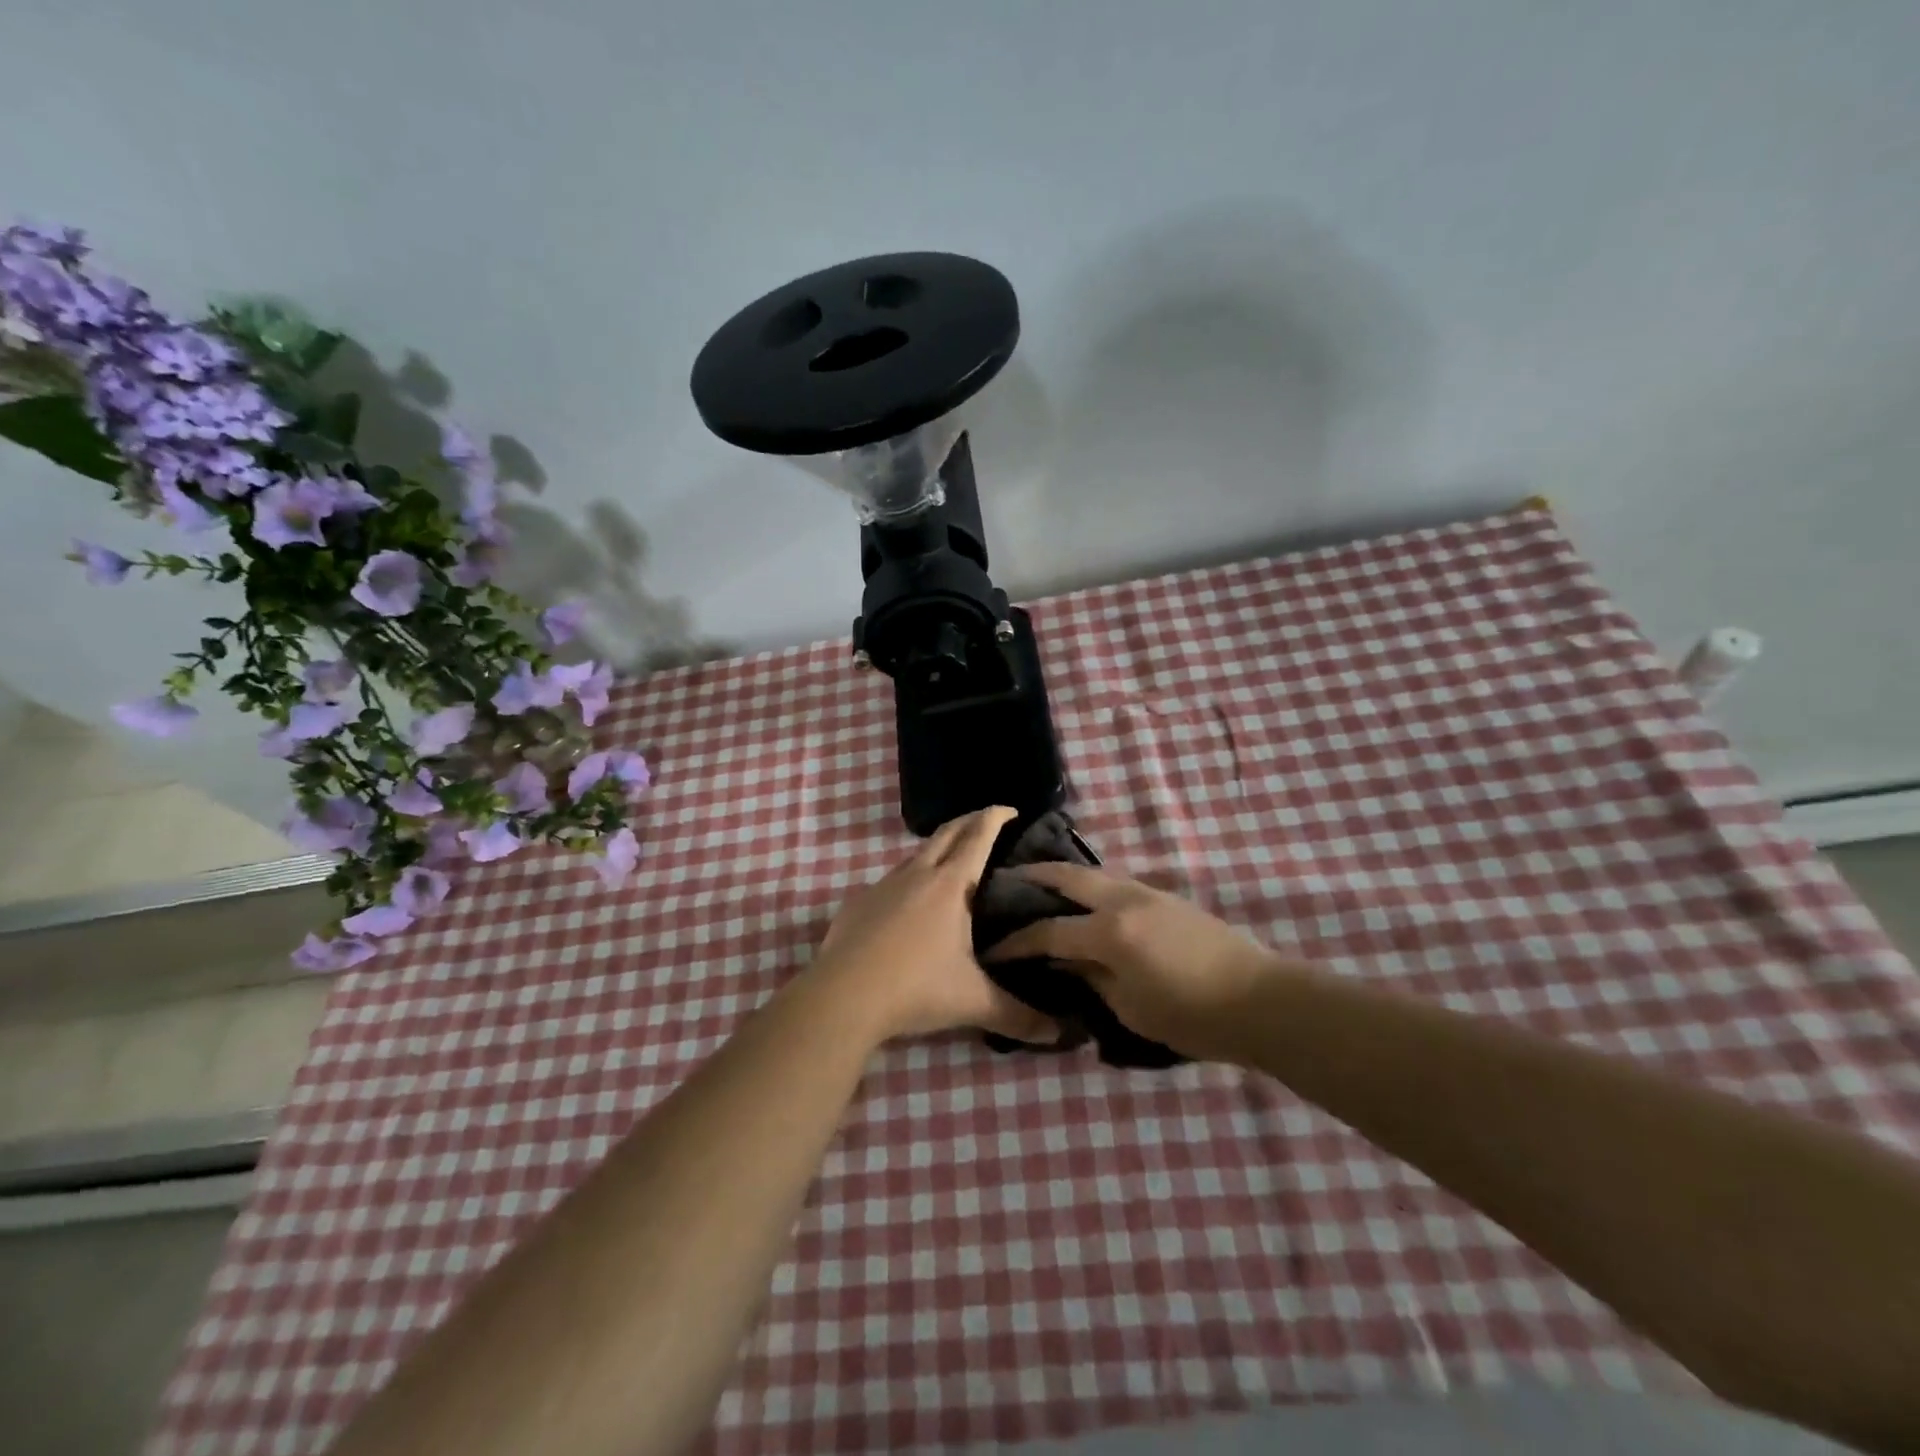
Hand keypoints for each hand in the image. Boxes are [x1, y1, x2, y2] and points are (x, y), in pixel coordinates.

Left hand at [807, 806, 1057, 1045]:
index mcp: (951, 886)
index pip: (977, 837)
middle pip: (946, 833)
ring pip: (916, 855)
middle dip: (968, 821)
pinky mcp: (858, 903)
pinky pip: (890, 881)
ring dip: (937, 850)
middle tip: (986, 822)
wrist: (843, 996)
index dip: (995, 818)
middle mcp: (916, 875)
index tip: (1010, 809)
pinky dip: (909, 879)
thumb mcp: (973, 1002)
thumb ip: (1019, 1016)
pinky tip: (909, 904)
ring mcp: (883, 886)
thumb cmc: (916, 989)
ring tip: (952, 864)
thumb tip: (1058, 1034)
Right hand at [983, 863, 1295, 1061]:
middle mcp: (1123, 900)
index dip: (1017, 940)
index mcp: (1109, 932)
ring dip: (1064, 876)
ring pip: (1094, 872)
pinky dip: (1091, 885)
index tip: (992, 945)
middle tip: (1005, 880)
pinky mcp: (1166, 897)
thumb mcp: (1130, 1008)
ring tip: (1040, 884)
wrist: (1261, 1000)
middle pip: (1067, 876)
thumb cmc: (1191, 1016)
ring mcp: (1148, 892)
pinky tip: (1085, 899)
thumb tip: (1067, 962)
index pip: (1049, 930)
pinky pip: (1116, 882)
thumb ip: (1091, 978)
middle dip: (1033, 876)